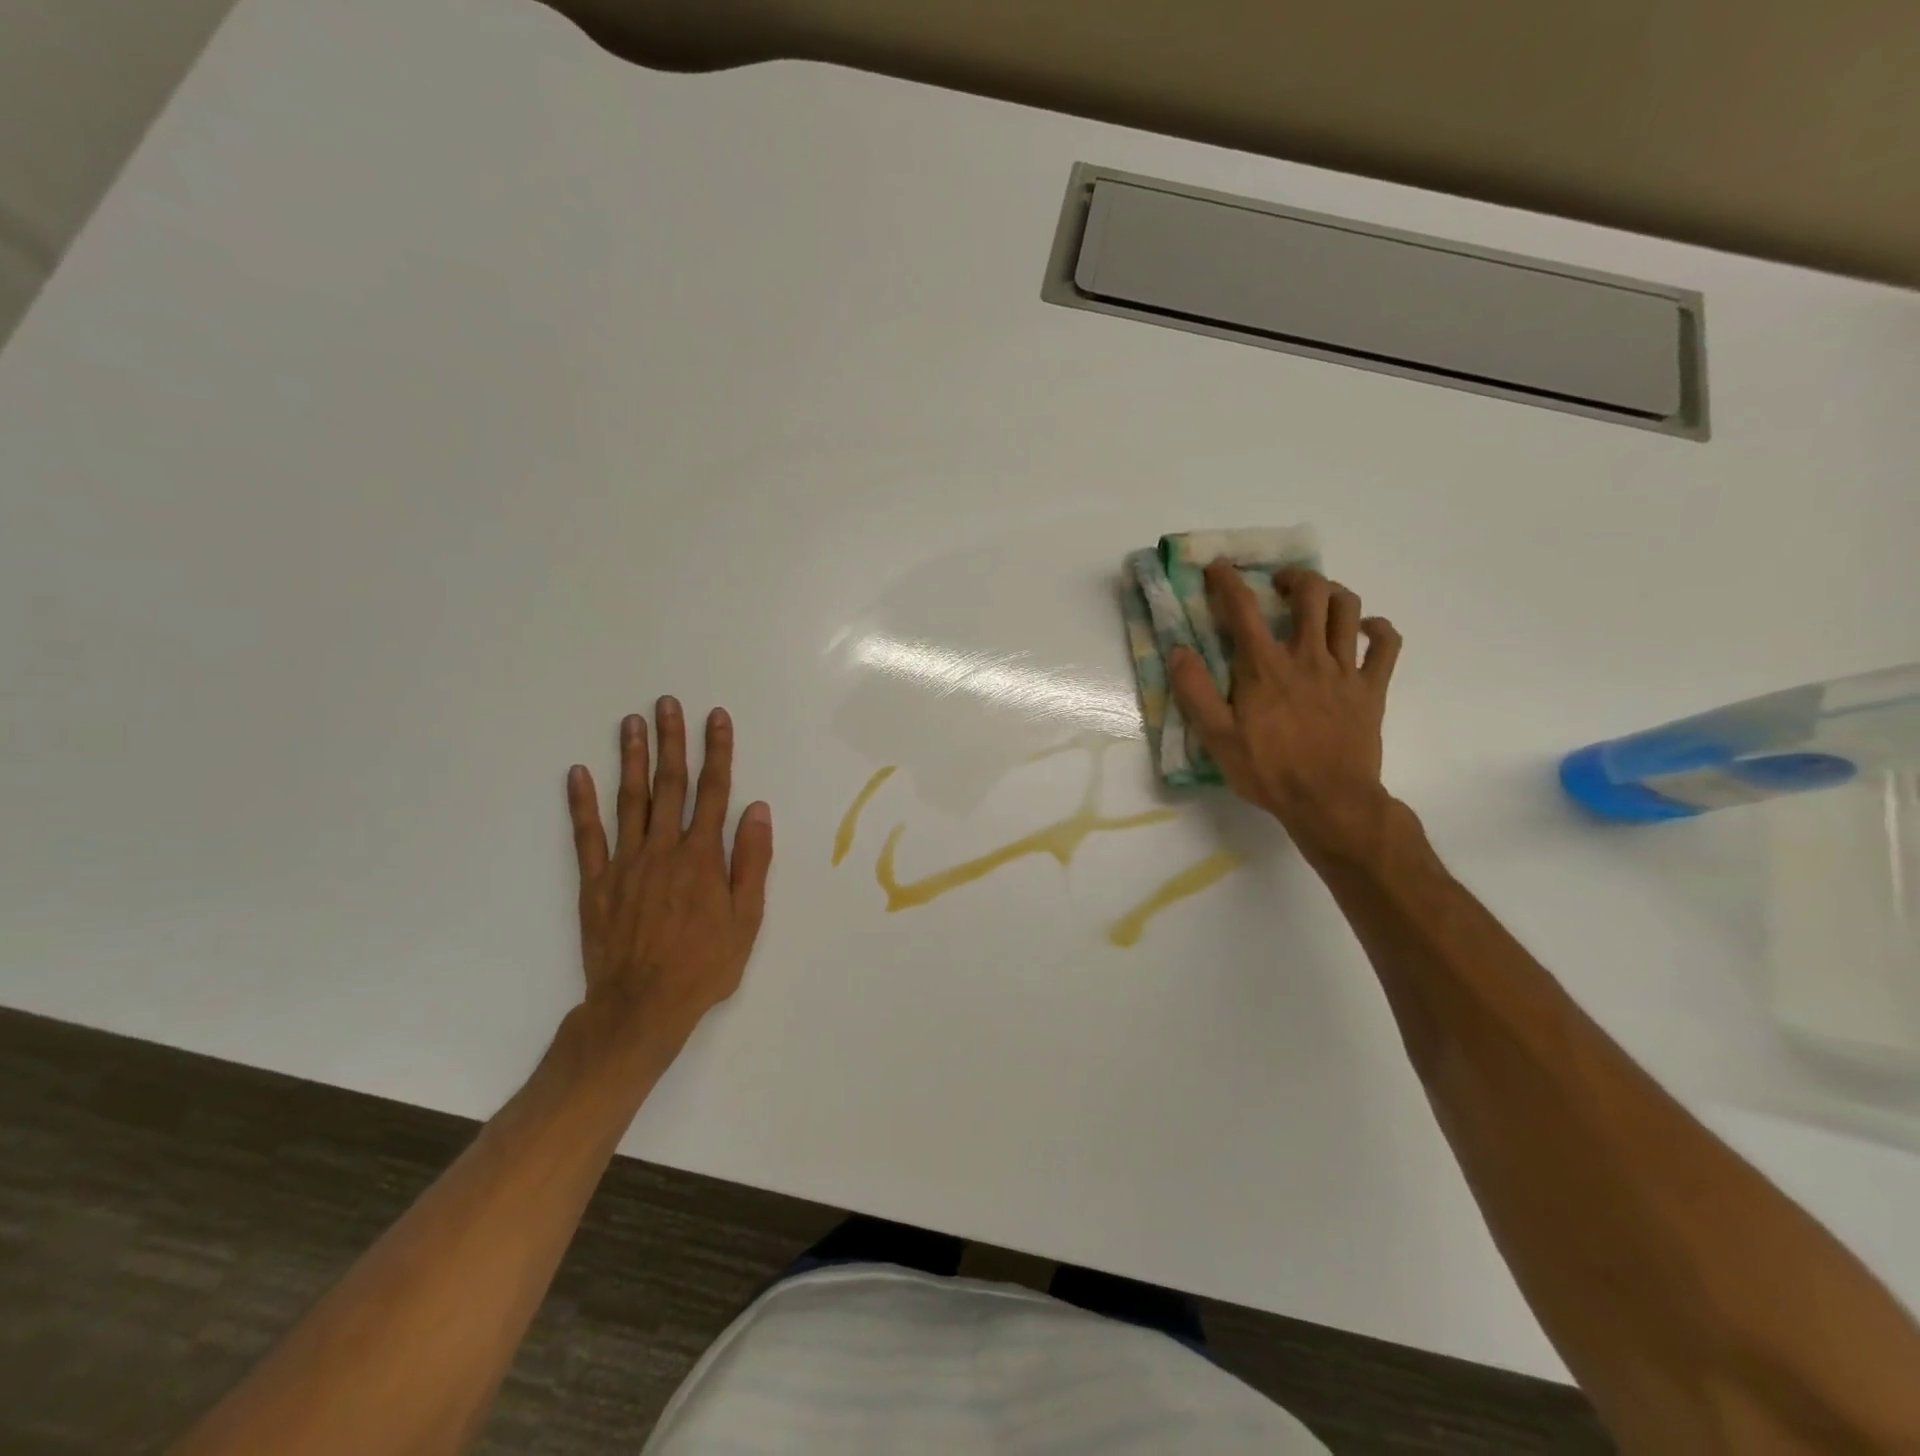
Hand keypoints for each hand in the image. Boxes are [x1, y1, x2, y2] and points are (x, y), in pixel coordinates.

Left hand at [564, 699, 772, 1057]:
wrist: (642, 1007)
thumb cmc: (704, 965)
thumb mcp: (746, 919)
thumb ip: (751, 862)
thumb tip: (758, 810)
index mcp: (703, 857)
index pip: (714, 792)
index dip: (717, 752)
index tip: (716, 718)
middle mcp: (664, 849)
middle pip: (669, 785)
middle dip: (671, 741)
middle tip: (667, 703)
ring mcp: (626, 863)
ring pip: (629, 800)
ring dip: (630, 758)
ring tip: (631, 722)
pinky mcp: (596, 882)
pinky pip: (587, 836)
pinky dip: (582, 803)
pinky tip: (578, 774)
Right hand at [1169, 562, 1401, 860]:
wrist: (1329, 801)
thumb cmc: (1268, 771)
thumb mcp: (1217, 737)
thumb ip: (1195, 691)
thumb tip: (1178, 651)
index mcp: (1265, 667)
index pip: (1243, 609)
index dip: (1228, 581)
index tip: (1218, 567)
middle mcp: (1307, 656)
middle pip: (1309, 593)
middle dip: (1292, 577)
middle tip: (1276, 586)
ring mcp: (1345, 670)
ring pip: (1348, 609)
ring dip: (1332, 593)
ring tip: (1317, 599)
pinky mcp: (1372, 688)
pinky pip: (1387, 645)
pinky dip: (1378, 629)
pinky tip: (1365, 629)